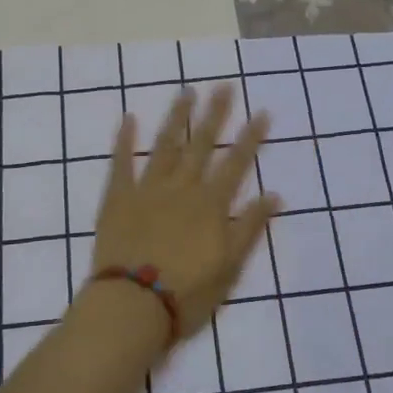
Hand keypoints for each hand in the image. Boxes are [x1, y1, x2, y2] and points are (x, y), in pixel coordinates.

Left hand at [88, 85, 278, 338]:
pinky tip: (129, 118)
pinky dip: (124, 140)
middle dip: (215, 114)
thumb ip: (250, 228)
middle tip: (224, 86)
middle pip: (202, 145)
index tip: (261, 112)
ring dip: (177, 117)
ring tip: (186, 92)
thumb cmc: (187, 293)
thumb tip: (274, 195)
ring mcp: (148, 189)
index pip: (236, 164)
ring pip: (165, 145)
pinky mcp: (118, 197)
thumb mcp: (230, 266)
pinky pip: (121, 162)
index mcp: (210, 205)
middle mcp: (182, 188)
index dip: (250, 138)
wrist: (132, 306)